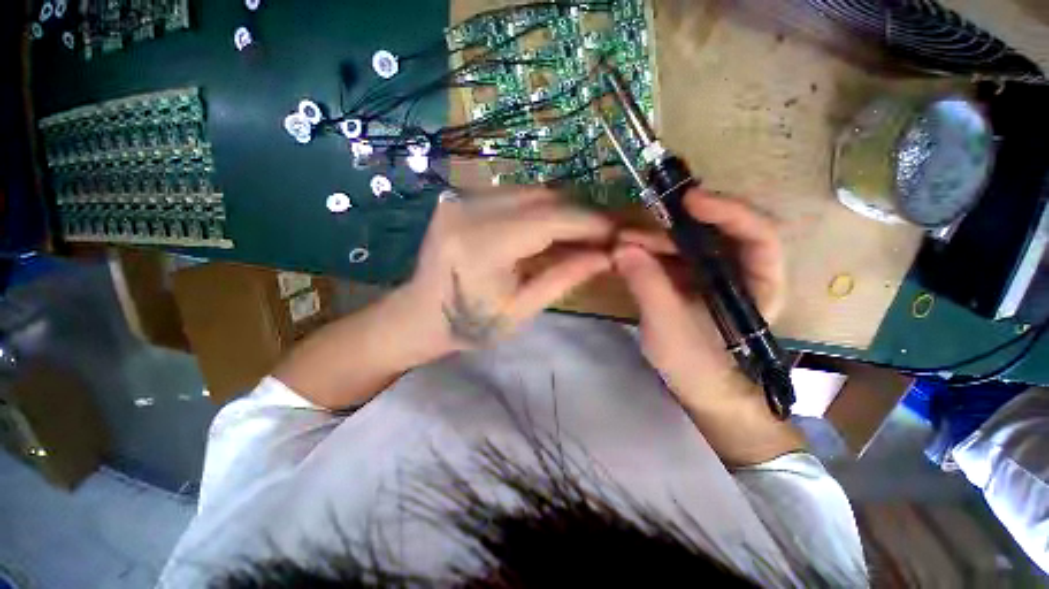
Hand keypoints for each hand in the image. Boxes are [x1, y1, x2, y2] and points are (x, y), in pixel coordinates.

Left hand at [388, 188, 613, 365]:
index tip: (615, 233)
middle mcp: (469, 210)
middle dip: (577, 214)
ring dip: (559, 209)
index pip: (549, 219)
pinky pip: (512, 194)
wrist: (420, 315)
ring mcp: (461, 198)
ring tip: (576, 234)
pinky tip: (546, 228)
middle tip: (599, 236)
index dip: (588, 223)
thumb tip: (607, 256)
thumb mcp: (522, 309)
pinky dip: (537, 208)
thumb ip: (565, 277)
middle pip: (541, 198)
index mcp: (483, 245)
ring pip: (529, 191)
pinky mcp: (459, 197)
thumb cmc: (471, 323)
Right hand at [613, 189, 785, 407]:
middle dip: (672, 227)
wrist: (700, 389)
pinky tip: (627, 254)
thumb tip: (621, 250)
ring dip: (654, 239)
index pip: (757, 234)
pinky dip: (650, 253)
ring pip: (688, 243)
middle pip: (714, 233)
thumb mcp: (670, 328)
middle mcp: (740, 271)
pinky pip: (672, 257)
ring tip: (620, 243)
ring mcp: (713, 275)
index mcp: (758, 283)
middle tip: (633, 229)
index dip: (727, 211)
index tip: (688, 200)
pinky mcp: (690, 281)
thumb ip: (648, 286)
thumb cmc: (698, 365)